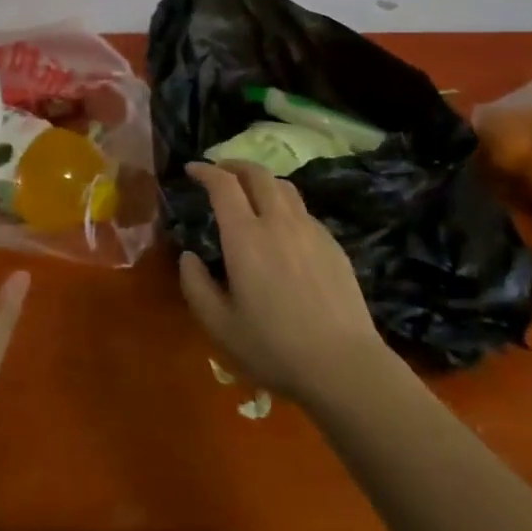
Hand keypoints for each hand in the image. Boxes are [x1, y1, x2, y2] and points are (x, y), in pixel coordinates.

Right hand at [178, 161, 391, 409]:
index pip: (223, 185)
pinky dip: (284, 204)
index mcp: (245, 237)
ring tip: (251, 192)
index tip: (192, 169)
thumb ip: (196, 286)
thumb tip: (188, 256)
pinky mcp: (332, 244)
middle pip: (257, 173)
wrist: (343, 365)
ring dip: (262, 180)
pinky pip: (303, 210)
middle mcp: (278, 222)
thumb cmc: (274, 348)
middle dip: (234, 165)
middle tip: (220, 171)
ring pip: (284, 187)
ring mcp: (310, 230)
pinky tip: (282, 227)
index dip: (205, 170)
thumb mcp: (220, 326)